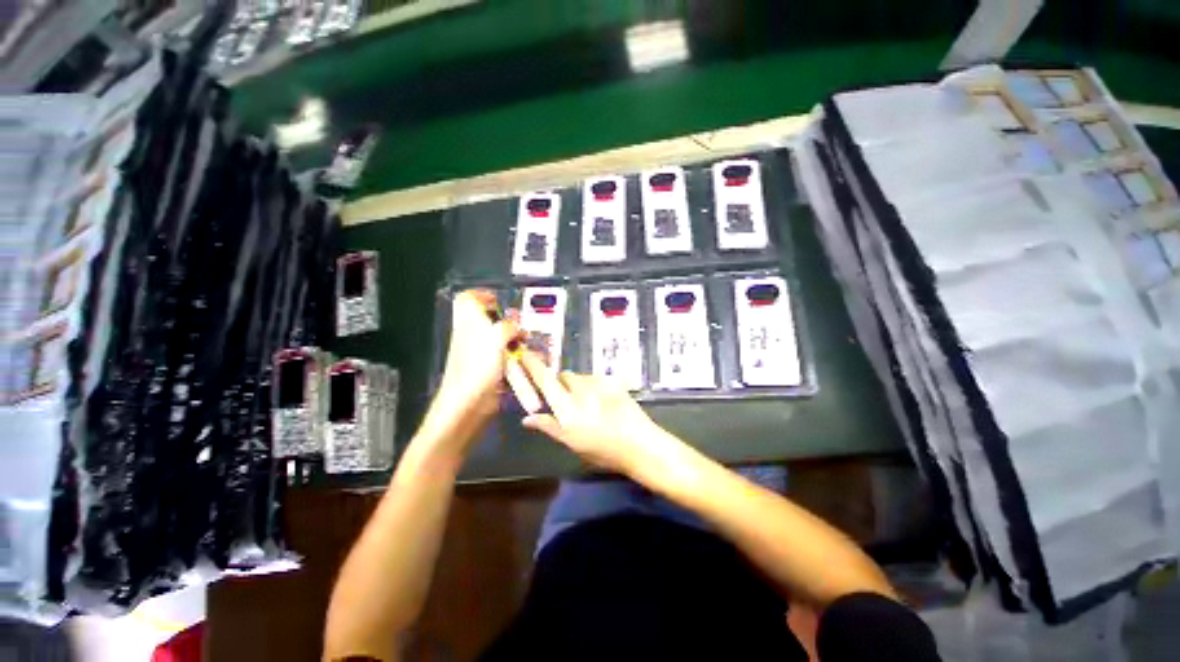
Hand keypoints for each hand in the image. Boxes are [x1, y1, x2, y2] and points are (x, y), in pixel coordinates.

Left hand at [429, 290, 519, 435]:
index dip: (481, 295)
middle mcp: (475, 336)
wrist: (469, 405)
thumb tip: (516, 323)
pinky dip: (520, 357)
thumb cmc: (477, 368)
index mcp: (468, 324)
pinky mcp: (493, 370)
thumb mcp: (494, 339)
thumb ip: (508, 326)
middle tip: (521, 326)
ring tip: (530, 344)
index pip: (467, 300)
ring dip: (518, 339)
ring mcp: (484, 354)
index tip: (499, 300)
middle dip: (509, 320)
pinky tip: (531, 359)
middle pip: (489, 319)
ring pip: (502, 339)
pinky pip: (509, 357)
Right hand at [519, 352, 672, 474]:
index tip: (525, 355)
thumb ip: (549, 426)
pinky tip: (605, 402)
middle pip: (564, 376)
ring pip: (581, 377)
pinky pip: (597, 379)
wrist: (640, 444)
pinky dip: (595, 386)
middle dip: (561, 384)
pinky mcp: (614, 382)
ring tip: (590, 404)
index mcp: (566, 406)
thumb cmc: (603, 450)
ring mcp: (599, 383)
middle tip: (567, 401)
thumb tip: (527, 418)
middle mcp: (580, 389)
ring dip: (579, 385)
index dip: (533, 366)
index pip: (544, 380)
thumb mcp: (572, 443)